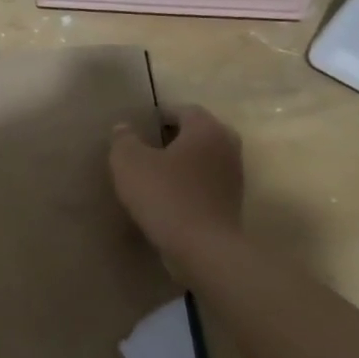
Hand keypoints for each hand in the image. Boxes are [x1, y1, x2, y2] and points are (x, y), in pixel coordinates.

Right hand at [109, 106, 245, 261]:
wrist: (202, 248)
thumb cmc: (165, 195)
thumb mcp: (129, 162)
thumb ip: (123, 140)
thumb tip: (124, 127)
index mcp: (206, 129)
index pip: (183, 109)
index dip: (160, 114)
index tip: (140, 126)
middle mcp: (227, 145)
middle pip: (199, 132)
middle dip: (175, 136)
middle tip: (149, 146)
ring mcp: (234, 175)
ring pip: (205, 157)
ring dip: (184, 160)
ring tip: (157, 172)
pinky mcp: (232, 202)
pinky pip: (208, 181)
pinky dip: (191, 182)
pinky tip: (170, 195)